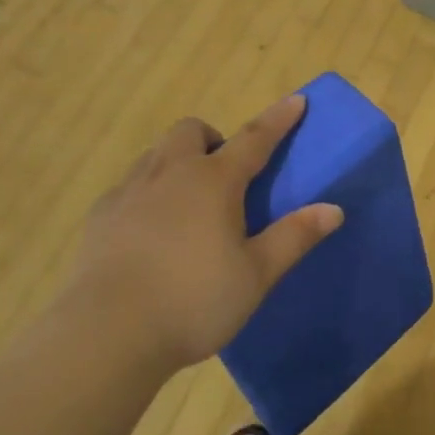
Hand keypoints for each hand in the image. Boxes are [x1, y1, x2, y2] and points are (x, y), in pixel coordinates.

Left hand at [59, 95, 342, 371]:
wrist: (107, 334)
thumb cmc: (193, 301)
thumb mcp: (256, 275)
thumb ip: (294, 237)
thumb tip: (334, 209)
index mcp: (214, 182)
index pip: (255, 138)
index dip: (279, 119)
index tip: (296, 100)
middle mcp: (171, 173)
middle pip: (192, 131)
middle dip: (212, 139)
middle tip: (224, 174)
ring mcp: (130, 191)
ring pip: (156, 154)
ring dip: (177, 161)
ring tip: (187, 202)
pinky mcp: (100, 216)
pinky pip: (129, 186)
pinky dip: (147, 193)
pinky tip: (148, 232)